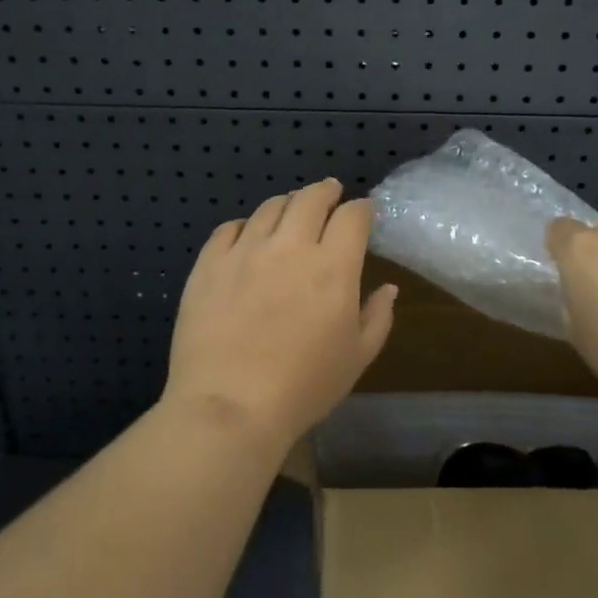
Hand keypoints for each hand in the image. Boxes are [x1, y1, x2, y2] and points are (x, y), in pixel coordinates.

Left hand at [164, 178, 397, 447]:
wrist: (229, 406)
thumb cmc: (303, 387)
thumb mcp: (357, 358)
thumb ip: (377, 317)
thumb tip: (388, 288)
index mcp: (333, 266)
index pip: (352, 216)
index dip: (361, 208)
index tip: (363, 213)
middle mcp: (290, 246)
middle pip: (310, 198)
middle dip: (325, 191)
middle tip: (329, 193)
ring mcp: (245, 251)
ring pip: (270, 207)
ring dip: (287, 203)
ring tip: (290, 211)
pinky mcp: (209, 264)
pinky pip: (228, 228)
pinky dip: (245, 226)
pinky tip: (247, 236)